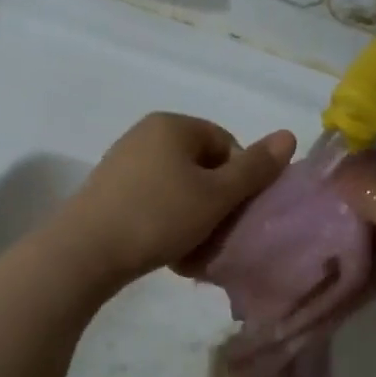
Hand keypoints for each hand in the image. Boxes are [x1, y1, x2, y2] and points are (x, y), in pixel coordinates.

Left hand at [55, 113, 296, 288]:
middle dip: (216, 202)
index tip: (236, 214)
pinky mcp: (109, 192)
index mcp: (173, 125)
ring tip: (193, 250)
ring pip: (178, 189)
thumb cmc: (159, 216)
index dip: (241, 179)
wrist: (86, 252)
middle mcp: (146, 135)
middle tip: (218, 235)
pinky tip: (168, 251)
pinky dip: (167, 223)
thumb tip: (289, 135)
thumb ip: (255, 168)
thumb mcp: (216, 195)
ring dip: (193, 218)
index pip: (226, 143)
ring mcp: (123, 163)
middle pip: (202, 167)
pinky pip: (153, 203)